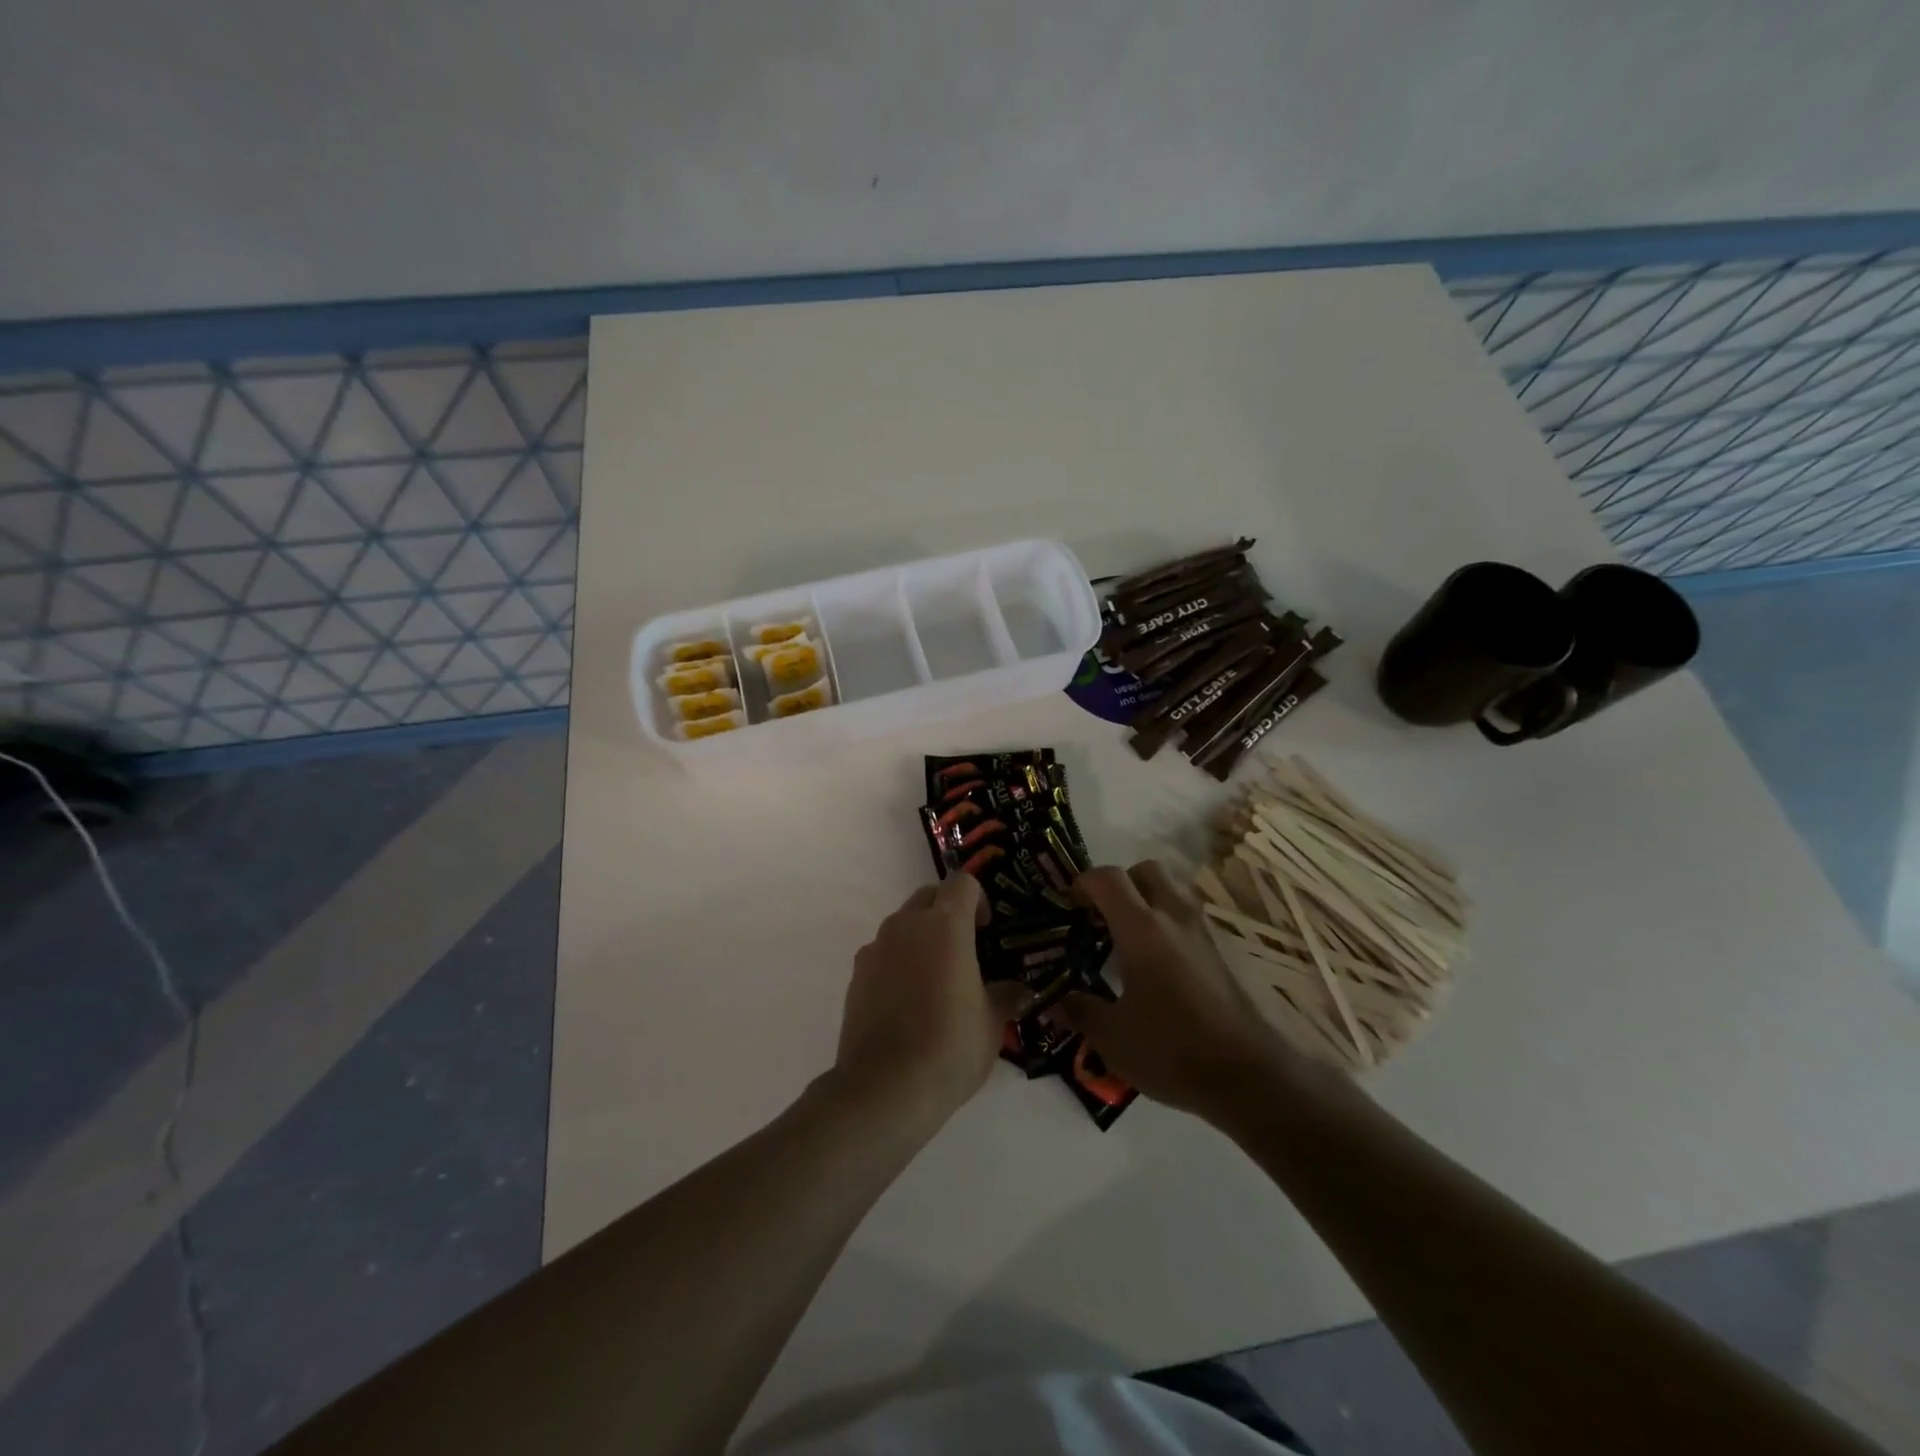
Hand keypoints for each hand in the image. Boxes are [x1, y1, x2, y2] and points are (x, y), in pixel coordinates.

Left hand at [834, 876, 1025, 1128]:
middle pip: (928, 896)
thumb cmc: (950, 1046)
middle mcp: (907, 925)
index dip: (978, 898)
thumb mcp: (991, 1023)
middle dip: (948, 911)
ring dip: (921, 937)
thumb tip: (1021, 991)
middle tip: (966, 948)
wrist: (885, 1087)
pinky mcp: (856, 975)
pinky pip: (882, 953)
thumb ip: (1006, 997)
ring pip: (902, 923)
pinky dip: (898, 962)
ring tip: (937, 978)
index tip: (987, 929)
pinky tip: (908, 1001)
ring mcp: (876, 948)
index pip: (962, 882)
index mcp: (945, 925)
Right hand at [1050, 861, 1300, 1119]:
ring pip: (1173, 892)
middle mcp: (1175, 917)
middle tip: (1104, 918)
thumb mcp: (1112, 1038)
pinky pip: (1191, 920)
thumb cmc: (1172, 1050)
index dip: (1082, 884)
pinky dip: (1171, 927)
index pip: (1107, 878)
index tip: (1070, 908)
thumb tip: (1054, 1002)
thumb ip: (1079, 1011)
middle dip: (1120, 884)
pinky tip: (1163, 969)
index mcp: (1141, 928)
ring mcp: (1205, 932)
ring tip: (1132, 943)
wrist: (1251, 1077)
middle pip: (1145, 870)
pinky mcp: (1226, 952)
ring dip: (1149, 902)